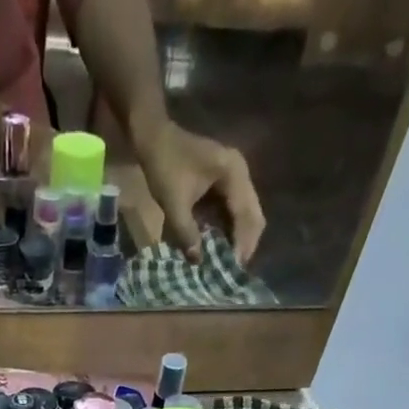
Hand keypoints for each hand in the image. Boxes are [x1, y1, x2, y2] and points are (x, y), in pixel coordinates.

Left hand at [133, 120, 264, 264]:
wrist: (155, 137)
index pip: (245, 214)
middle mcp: (241, 173)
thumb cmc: (165, 166)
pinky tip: (220, 247)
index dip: (241, 243)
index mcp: (233, 173)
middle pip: (253, 215)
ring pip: (246, 214)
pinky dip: (229, 229)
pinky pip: (234, 211)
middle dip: (245, 244)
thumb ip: (187, 234)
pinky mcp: (225, 183)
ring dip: (238, 238)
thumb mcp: (174, 204)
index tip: (233, 269)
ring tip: (228, 263)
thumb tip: (198, 262)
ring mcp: (235, 177)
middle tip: (234, 271)